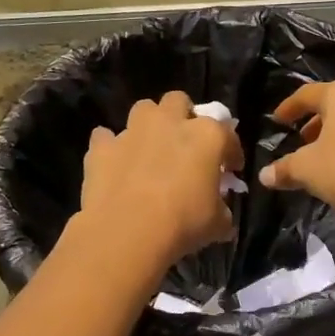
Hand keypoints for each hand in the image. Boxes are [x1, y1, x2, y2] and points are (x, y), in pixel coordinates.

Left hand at [79, 91, 241, 266]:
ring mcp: (133, 131)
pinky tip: (116, 163)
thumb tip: (220, 213)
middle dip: (184, 117)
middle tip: (186, 144)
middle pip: (178, 102)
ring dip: (149, 125)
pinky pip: (106, 138)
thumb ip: (222, 210)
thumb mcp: (217, 223)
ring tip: (151, 148)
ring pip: (143, 110)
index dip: (232, 152)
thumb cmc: (183, 223)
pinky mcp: (103, 148)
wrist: (127, 233)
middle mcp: (169, 123)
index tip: (231, 169)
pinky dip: (112, 148)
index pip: (227, 135)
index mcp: (206, 136)